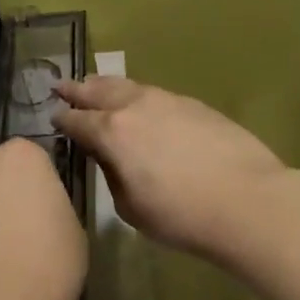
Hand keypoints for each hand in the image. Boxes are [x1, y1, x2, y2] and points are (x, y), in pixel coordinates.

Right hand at [52, 76, 289, 264]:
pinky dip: (136, 93)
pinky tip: (138, 101)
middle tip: (61, 85)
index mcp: (112, 133)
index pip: (77, 121)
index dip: (62, 120)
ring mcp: (166, 100)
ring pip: (127, 85)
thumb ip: (112, 175)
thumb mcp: (131, 208)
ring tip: (95, 84)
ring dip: (106, 85)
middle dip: (77, 89)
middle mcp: (134, 107)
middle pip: (98, 91)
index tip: (53, 117)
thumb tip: (109, 157)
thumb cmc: (182, 214)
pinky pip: (153, 92)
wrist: (247, 198)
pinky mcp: (193, 103)